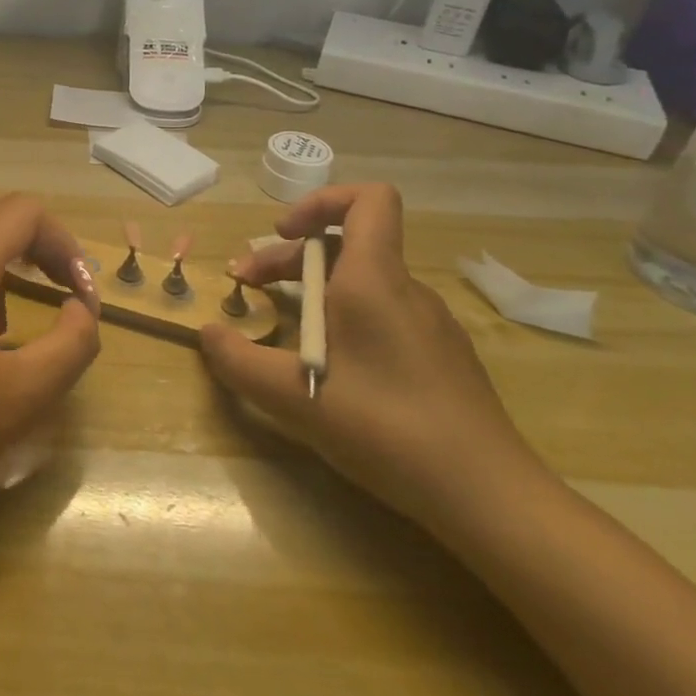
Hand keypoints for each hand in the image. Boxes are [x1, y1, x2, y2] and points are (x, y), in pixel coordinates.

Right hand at [199, 183, 542, 533]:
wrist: (487, 496)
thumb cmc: (386, 427)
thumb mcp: (292, 396)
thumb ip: (238, 360)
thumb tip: (207, 333)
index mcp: (374, 279)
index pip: (369, 199)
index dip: (321, 201)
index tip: (282, 235)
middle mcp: (406, 290)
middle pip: (346, 244)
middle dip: (287, 258)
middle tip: (247, 288)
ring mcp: (428, 324)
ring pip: (362, 282)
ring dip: (313, 290)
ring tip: (280, 330)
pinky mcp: (439, 356)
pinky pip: (382, 314)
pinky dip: (344, 318)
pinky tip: (329, 367)